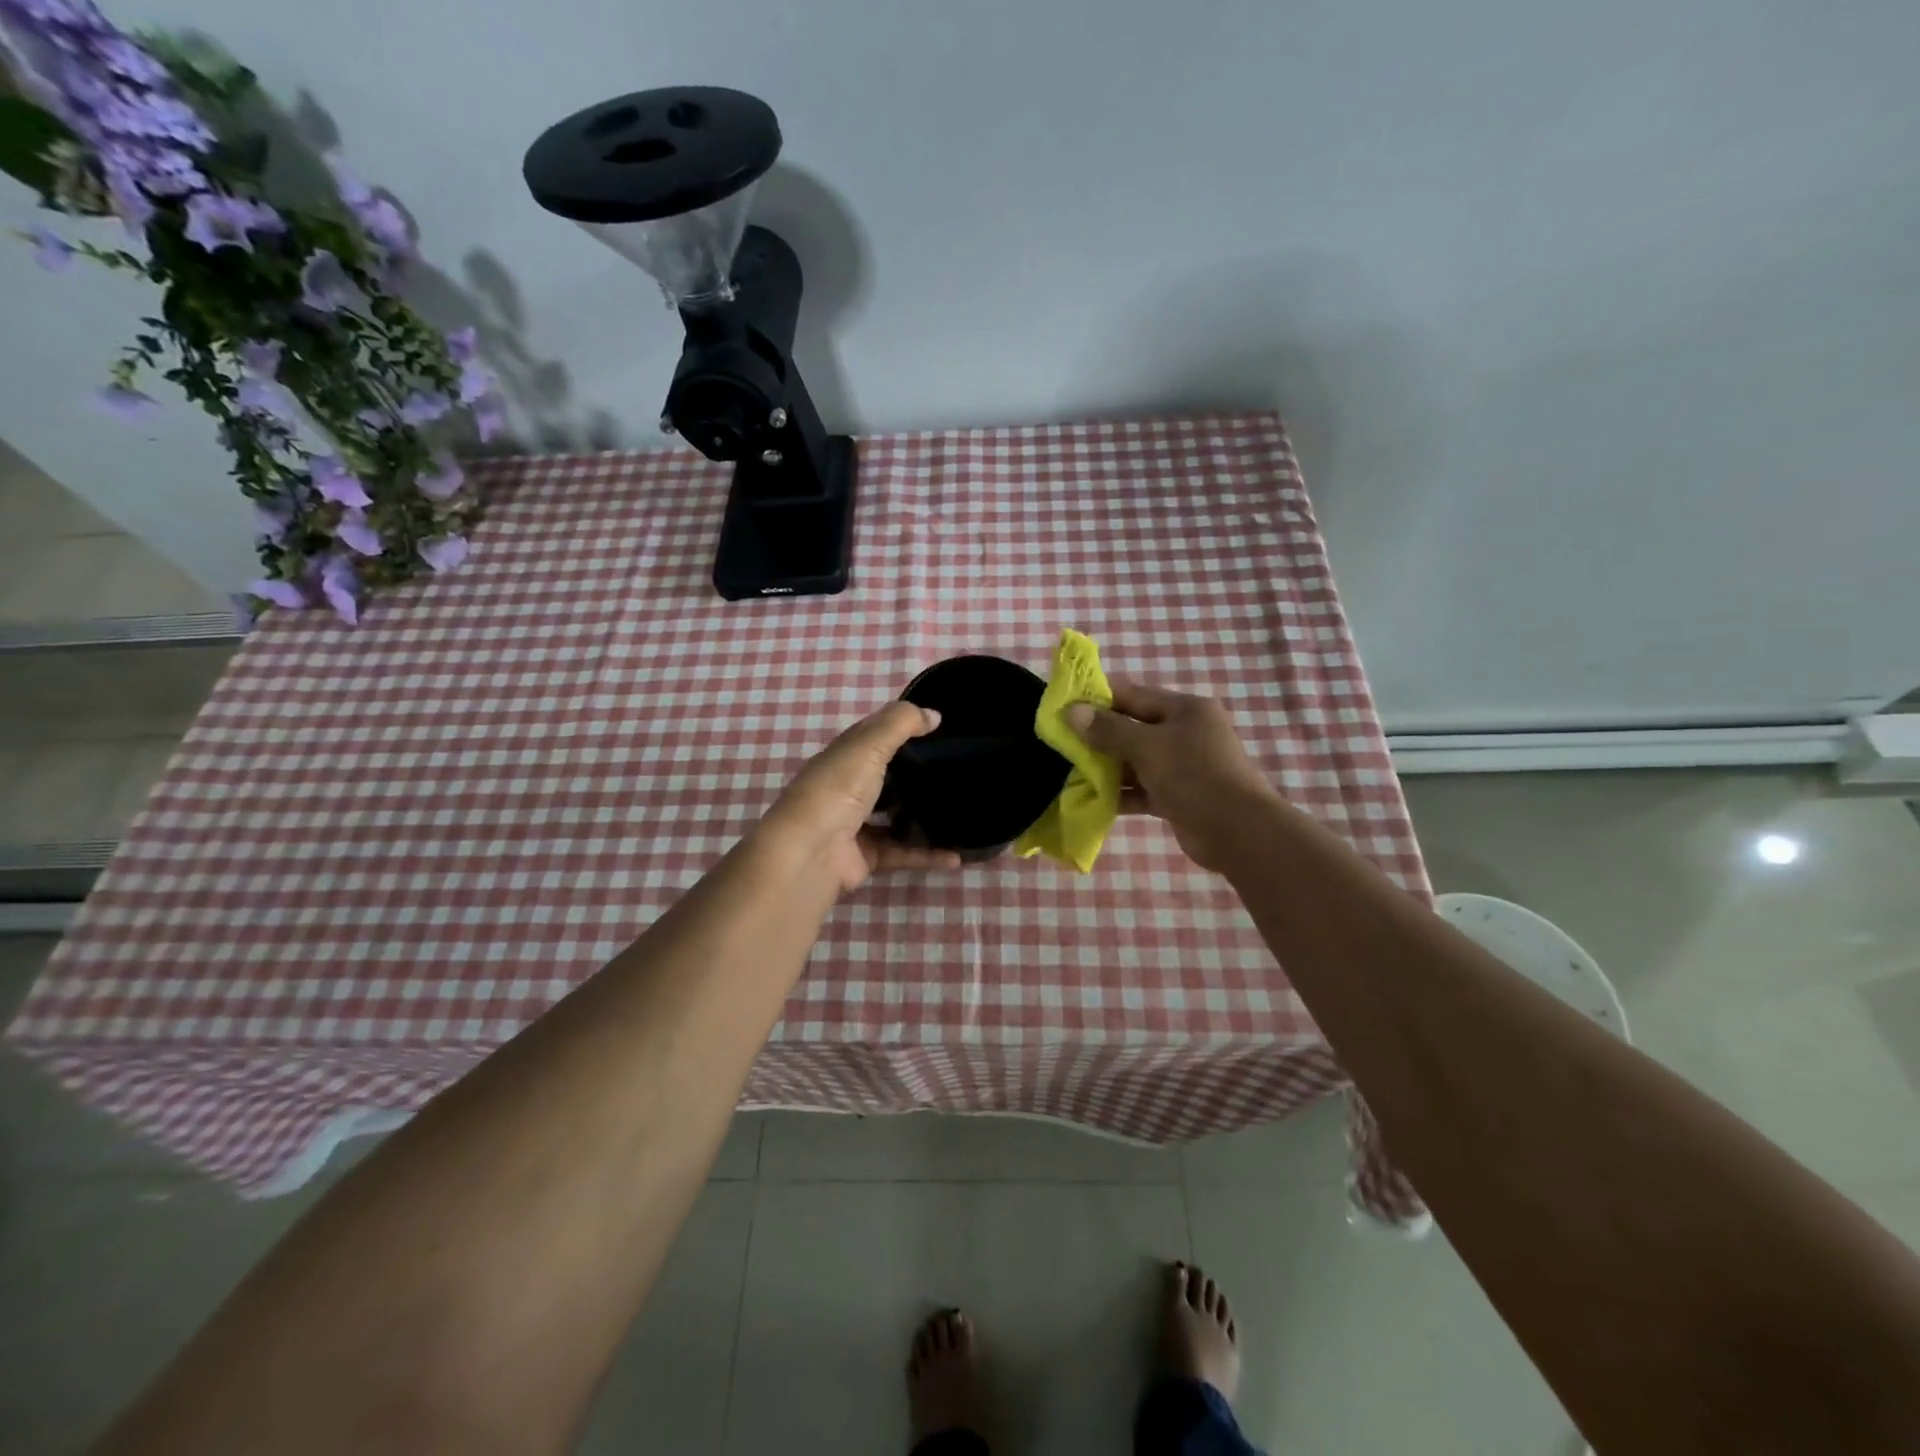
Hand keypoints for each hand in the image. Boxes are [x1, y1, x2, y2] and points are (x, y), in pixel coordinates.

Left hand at [760, 701, 963, 892]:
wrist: (810, 853)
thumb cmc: (838, 789)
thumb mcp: (869, 744)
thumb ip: (901, 723)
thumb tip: (934, 714)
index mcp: (843, 757)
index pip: (873, 735)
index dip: (901, 727)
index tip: (938, 726)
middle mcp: (846, 788)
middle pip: (885, 776)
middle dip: (915, 772)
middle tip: (955, 768)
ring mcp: (855, 824)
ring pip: (895, 817)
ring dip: (923, 815)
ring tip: (958, 809)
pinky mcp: (867, 856)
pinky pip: (903, 853)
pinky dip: (927, 855)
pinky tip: (956, 857)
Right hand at [1064, 680, 1282, 871]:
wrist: (1239, 832)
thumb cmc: (1194, 776)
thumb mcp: (1147, 747)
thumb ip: (1108, 730)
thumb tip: (1072, 712)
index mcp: (1184, 709)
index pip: (1132, 695)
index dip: (1097, 698)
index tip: (1063, 706)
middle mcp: (1184, 732)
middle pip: (1132, 728)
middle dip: (1097, 736)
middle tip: (1060, 742)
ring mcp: (1182, 766)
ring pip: (1135, 761)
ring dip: (1106, 768)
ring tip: (1069, 772)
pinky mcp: (1178, 796)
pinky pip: (1142, 788)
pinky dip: (1121, 793)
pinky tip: (1092, 800)